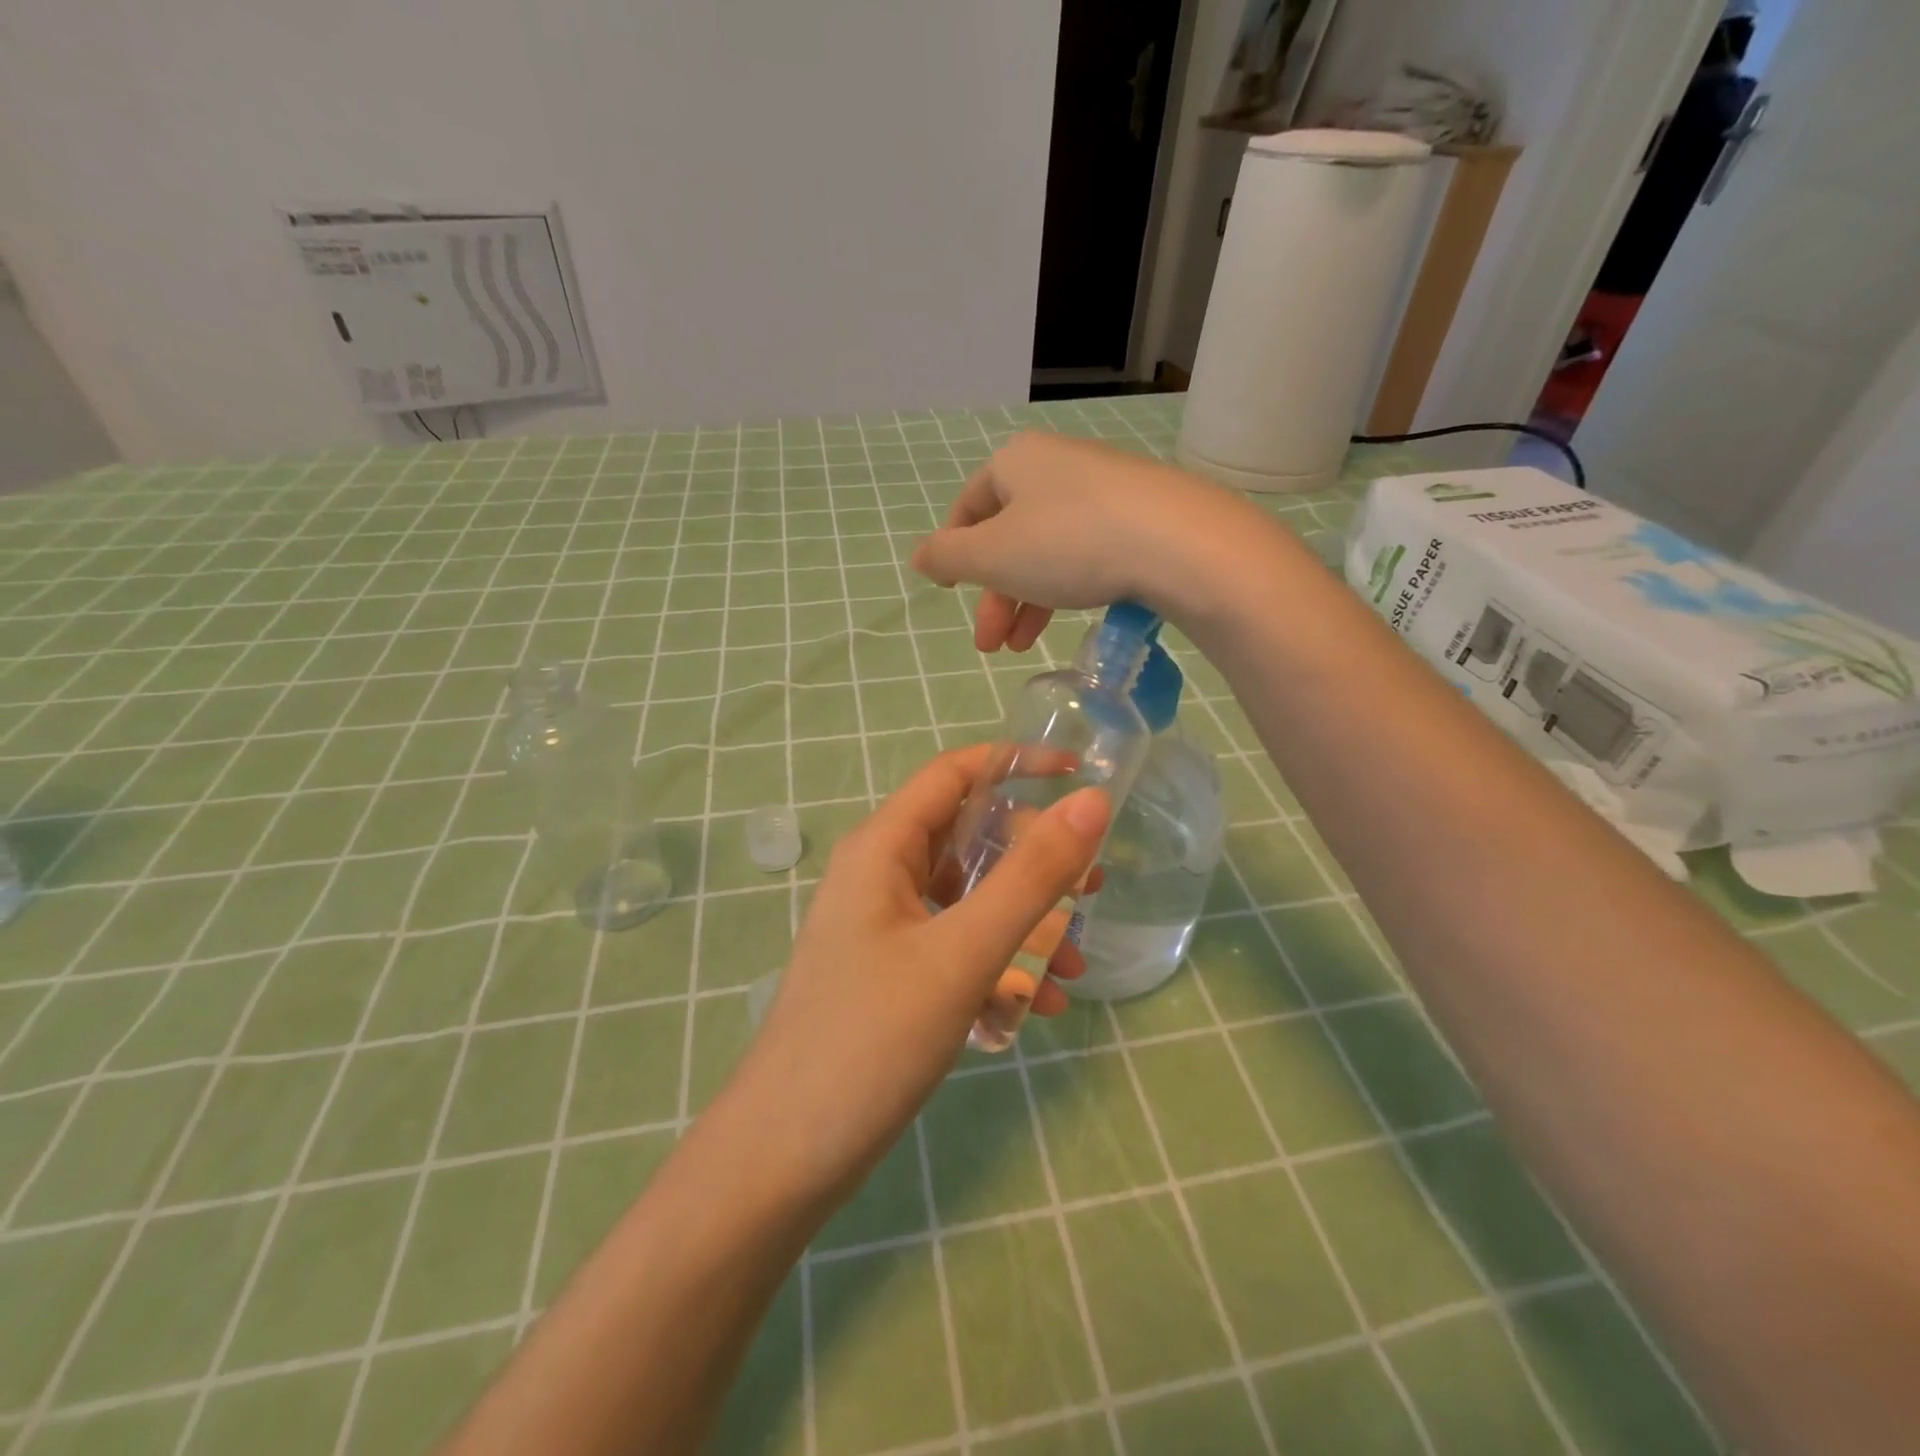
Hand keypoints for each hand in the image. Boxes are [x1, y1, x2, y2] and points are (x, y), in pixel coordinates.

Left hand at [717, 747, 1109, 1208]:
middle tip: (1092, 888)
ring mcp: (883, 928)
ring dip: (1024, 922)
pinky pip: (955, 947)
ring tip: (1073, 966)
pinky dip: (999, 964)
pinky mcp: (889, 974)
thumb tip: (1092, 803)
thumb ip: (1031, 877)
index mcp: (882, 848)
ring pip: (968, 899)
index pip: (954, 774)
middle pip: (968, 838)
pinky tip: (1036, 1008)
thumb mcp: (962, 953)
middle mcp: (879, 875)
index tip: (1080, 776)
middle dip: (1033, 859)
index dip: (1016, 764)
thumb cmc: (870, 1040)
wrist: (783, 1158)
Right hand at [910, 431, 1284, 651]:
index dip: (954, 552)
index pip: (969, 507)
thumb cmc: (1068, 543)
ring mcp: (1104, 489)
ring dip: (1027, 601)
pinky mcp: (1140, 516)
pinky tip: (1066, 619)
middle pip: (1009, 535)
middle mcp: (1058, 465)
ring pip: (1048, 549)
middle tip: (989, 644)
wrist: (1178, 543)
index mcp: (1016, 462)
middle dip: (994, 595)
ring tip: (1021, 647)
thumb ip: (948, 557)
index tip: (950, 593)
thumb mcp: (992, 556)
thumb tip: (919, 556)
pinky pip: (1087, 552)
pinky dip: (1067, 588)